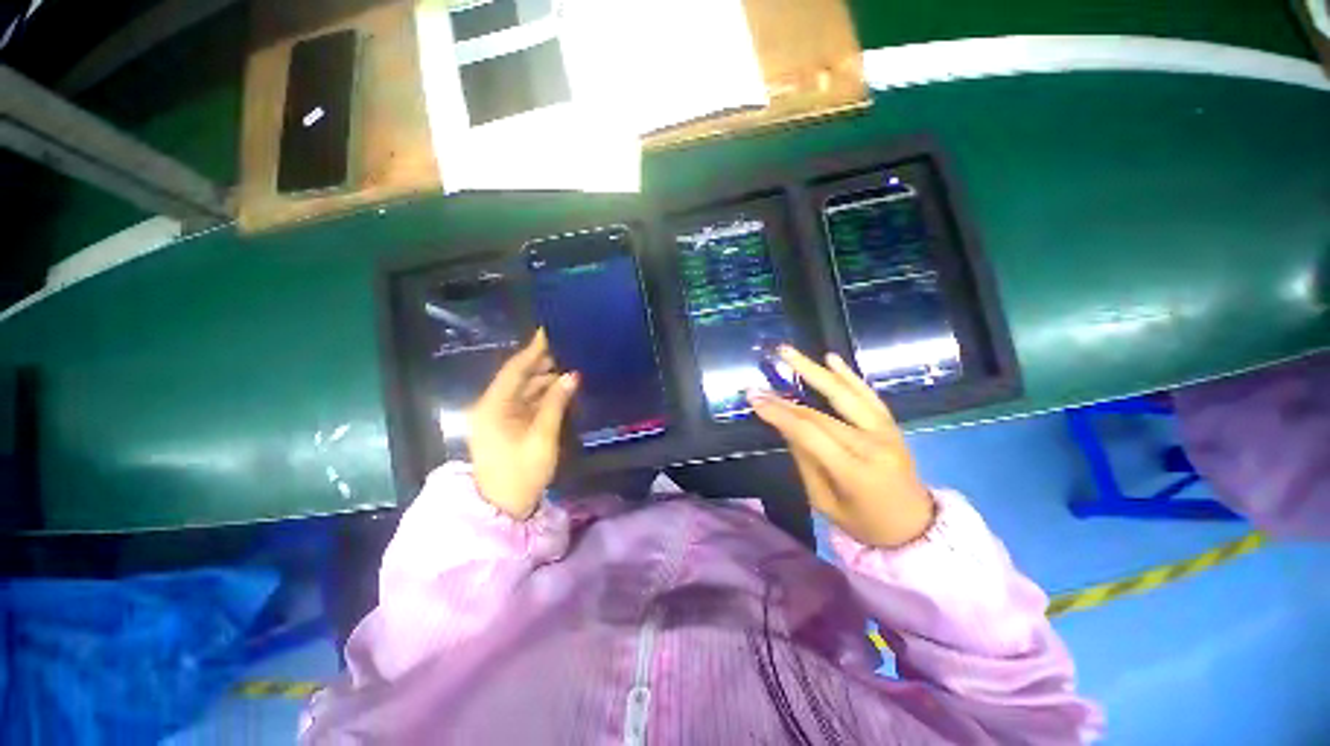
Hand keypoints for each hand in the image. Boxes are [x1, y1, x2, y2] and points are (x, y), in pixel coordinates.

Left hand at [468, 330, 578, 519]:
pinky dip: (543, 395)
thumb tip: (572, 375)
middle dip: (542, 363)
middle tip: (567, 349)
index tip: (548, 331)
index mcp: (494, 406)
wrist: (503, 507)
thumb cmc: (521, 472)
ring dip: (545, 379)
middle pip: (519, 378)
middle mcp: (493, 406)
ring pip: (524, 390)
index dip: (533, 350)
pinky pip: (527, 403)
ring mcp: (499, 417)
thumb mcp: (542, 436)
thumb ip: (556, 403)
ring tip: (569, 366)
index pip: (515, 369)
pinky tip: (560, 388)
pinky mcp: (507, 426)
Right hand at [747, 346, 934, 547]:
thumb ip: (805, 460)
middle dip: (785, 397)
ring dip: (814, 369)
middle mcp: (872, 444)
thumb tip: (785, 426)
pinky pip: (868, 394)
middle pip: (822, 413)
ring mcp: (886, 430)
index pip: (809, 433)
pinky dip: (848, 374)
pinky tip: (831, 357)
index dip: (779, 414)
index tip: (754, 399)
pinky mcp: (891, 423)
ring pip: (845, 393)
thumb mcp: (824, 501)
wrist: (915, 526)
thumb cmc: (864, 522)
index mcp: (854, 470)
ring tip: (788, 352)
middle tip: (760, 381)